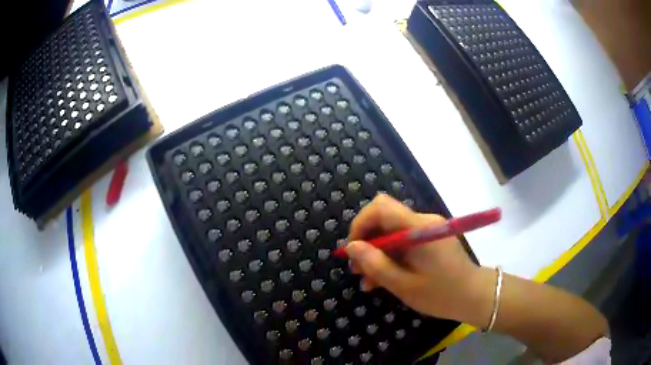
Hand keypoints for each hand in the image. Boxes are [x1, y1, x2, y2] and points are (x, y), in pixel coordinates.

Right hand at [345, 194, 490, 323]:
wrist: (475, 296)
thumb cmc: (441, 294)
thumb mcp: (403, 285)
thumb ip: (375, 265)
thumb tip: (351, 247)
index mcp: (418, 228)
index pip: (381, 207)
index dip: (360, 223)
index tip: (353, 250)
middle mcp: (423, 221)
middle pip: (384, 219)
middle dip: (367, 243)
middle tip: (357, 271)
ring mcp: (428, 229)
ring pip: (392, 232)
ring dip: (377, 254)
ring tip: (368, 281)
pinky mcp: (430, 239)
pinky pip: (404, 241)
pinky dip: (391, 257)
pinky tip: (384, 278)